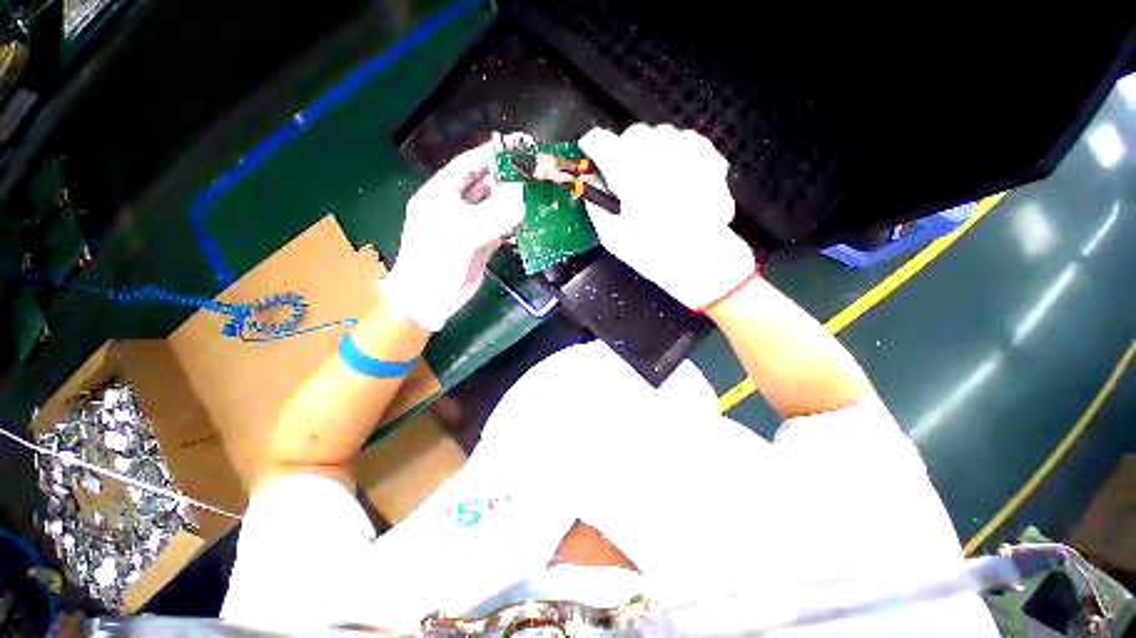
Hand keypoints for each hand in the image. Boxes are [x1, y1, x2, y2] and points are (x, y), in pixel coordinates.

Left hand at [379, 139, 523, 330]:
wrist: (428, 300)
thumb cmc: (435, 262)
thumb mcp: (462, 234)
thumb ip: (494, 214)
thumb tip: (524, 196)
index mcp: (441, 193)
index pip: (469, 165)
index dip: (493, 154)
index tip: (519, 146)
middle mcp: (456, 205)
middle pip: (486, 184)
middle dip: (509, 177)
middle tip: (536, 171)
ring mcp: (470, 225)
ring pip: (496, 206)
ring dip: (515, 201)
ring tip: (539, 194)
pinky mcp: (481, 243)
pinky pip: (501, 227)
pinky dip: (514, 224)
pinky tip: (530, 221)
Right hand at [578, 124, 755, 309]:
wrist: (702, 260)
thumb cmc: (654, 253)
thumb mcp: (613, 237)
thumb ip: (596, 206)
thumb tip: (590, 187)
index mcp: (628, 172)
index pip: (600, 141)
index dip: (591, 146)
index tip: (590, 153)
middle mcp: (657, 153)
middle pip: (631, 134)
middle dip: (623, 150)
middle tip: (626, 175)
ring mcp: (686, 152)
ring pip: (660, 134)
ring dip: (651, 151)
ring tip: (654, 176)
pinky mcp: (708, 157)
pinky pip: (686, 140)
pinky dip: (677, 152)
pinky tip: (677, 173)